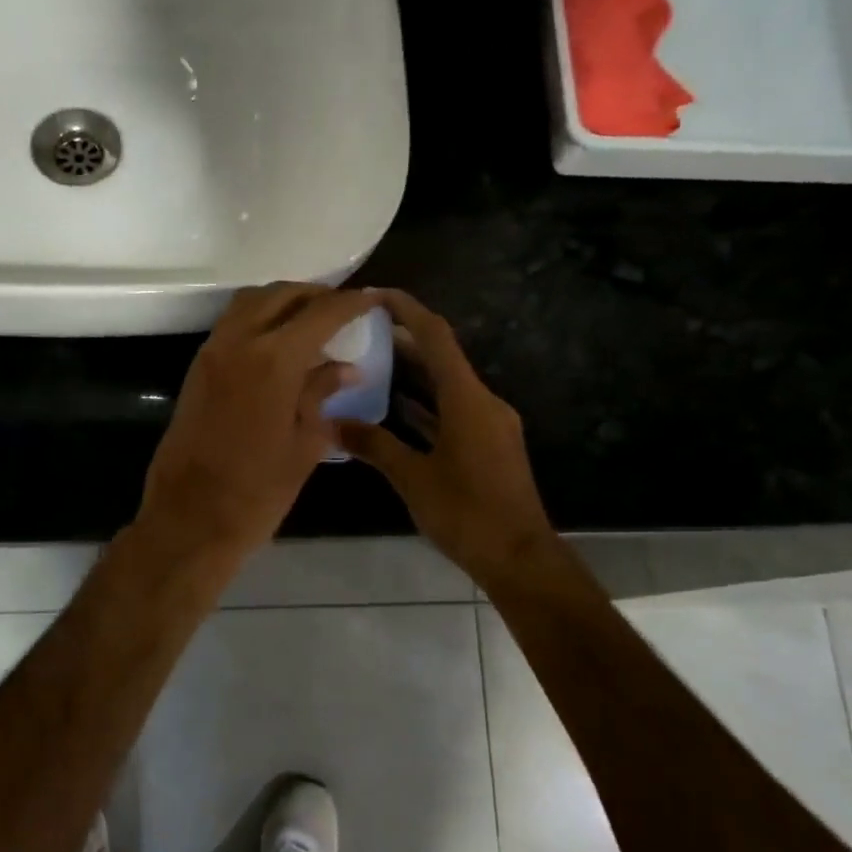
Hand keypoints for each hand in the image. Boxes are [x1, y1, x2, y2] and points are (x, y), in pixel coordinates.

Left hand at [135, 283, 374, 569]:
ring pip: (250, 303)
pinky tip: (278, 344)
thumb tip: (346, 369)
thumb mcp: (304, 444)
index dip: (350, 303)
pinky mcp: (196, 370)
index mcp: (273, 360)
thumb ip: (322, 394)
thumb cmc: (257, 492)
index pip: (320, 313)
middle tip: (342, 308)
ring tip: (311, 321)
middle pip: (280, 295)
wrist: (190, 519)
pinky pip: (231, 325)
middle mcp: (238, 342)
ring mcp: (211, 353)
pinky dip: (258, 319)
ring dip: (282, 301)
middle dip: (315, 295)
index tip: (371, 299)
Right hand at [337, 290, 558, 582]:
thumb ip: (374, 445)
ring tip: (370, 363)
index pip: (436, 337)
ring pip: (447, 386)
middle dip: (404, 340)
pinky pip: (453, 411)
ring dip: (413, 374)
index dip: (406, 310)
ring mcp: (490, 424)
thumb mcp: (413, 478)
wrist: (518, 557)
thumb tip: (332, 423)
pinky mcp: (489, 445)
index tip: (374, 295)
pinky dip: (426, 405)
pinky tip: (396, 409)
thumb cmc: (466, 513)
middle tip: (361, 331)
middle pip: (442, 358)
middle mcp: (483, 402)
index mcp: (468, 400)